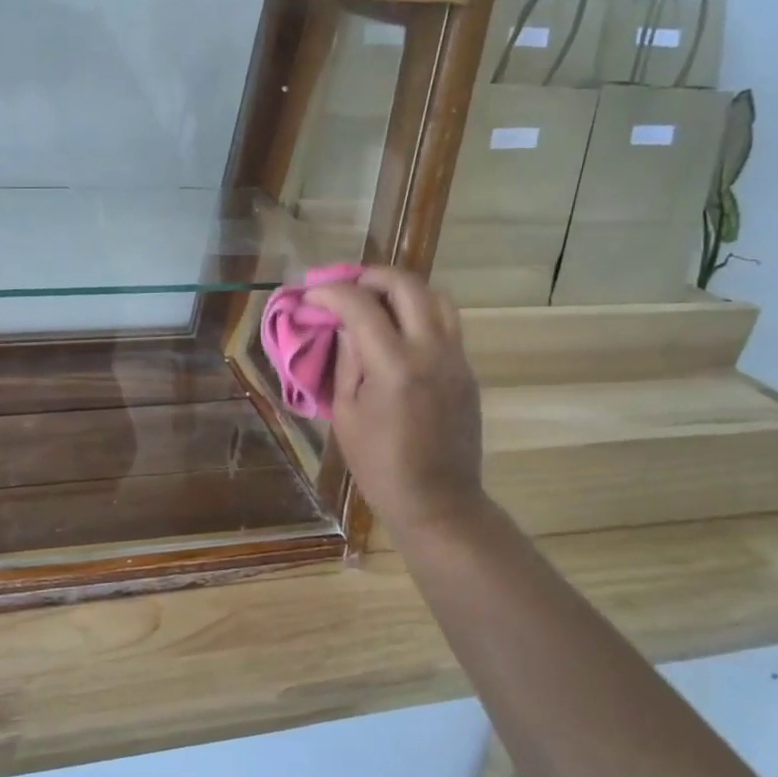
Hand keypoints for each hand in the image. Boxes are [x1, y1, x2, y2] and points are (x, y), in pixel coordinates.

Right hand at [305, 268, 486, 542]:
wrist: (438, 500)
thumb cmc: (379, 464)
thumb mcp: (346, 413)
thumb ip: (346, 359)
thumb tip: (343, 324)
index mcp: (394, 365)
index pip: (360, 305)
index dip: (330, 292)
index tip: (310, 295)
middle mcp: (431, 351)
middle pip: (406, 285)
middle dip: (371, 276)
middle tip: (346, 286)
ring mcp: (455, 358)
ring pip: (436, 296)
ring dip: (402, 289)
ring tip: (375, 300)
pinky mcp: (466, 369)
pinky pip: (446, 322)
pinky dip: (419, 312)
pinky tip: (397, 330)